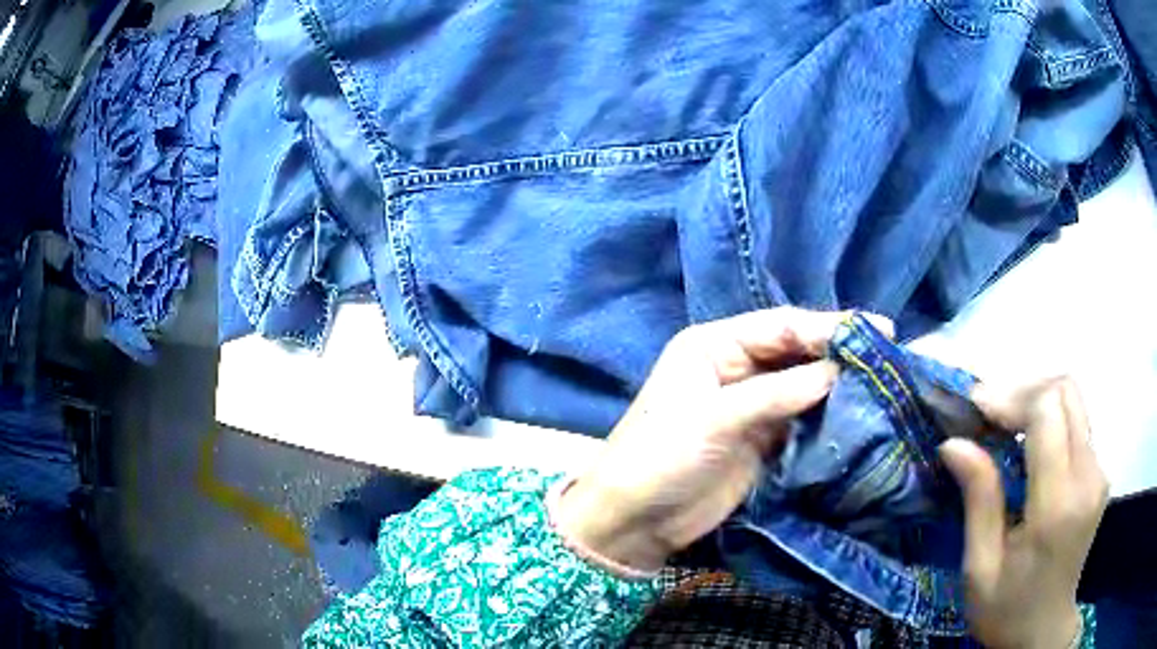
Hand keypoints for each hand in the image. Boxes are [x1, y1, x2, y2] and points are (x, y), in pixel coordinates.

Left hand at [553, 308, 890, 571]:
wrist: (635, 518)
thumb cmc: (662, 456)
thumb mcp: (715, 417)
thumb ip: (778, 393)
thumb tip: (838, 372)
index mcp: (715, 345)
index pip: (781, 326)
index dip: (829, 326)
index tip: (878, 329)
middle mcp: (736, 367)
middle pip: (797, 352)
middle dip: (839, 352)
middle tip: (889, 351)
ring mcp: (751, 405)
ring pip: (804, 385)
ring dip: (839, 385)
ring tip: (883, 381)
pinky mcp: (762, 440)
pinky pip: (802, 420)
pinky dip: (828, 417)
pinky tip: (859, 414)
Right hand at [939, 377, 1108, 648]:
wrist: (1044, 631)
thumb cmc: (1006, 610)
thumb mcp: (981, 569)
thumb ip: (979, 501)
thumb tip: (954, 443)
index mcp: (1058, 505)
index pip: (1048, 412)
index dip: (1012, 397)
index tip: (977, 408)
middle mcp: (1088, 477)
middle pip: (1066, 391)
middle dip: (1024, 390)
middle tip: (988, 414)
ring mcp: (1099, 472)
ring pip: (1073, 401)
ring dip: (1037, 400)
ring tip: (1003, 424)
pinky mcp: (1099, 474)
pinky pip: (1077, 424)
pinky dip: (1050, 419)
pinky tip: (1027, 443)